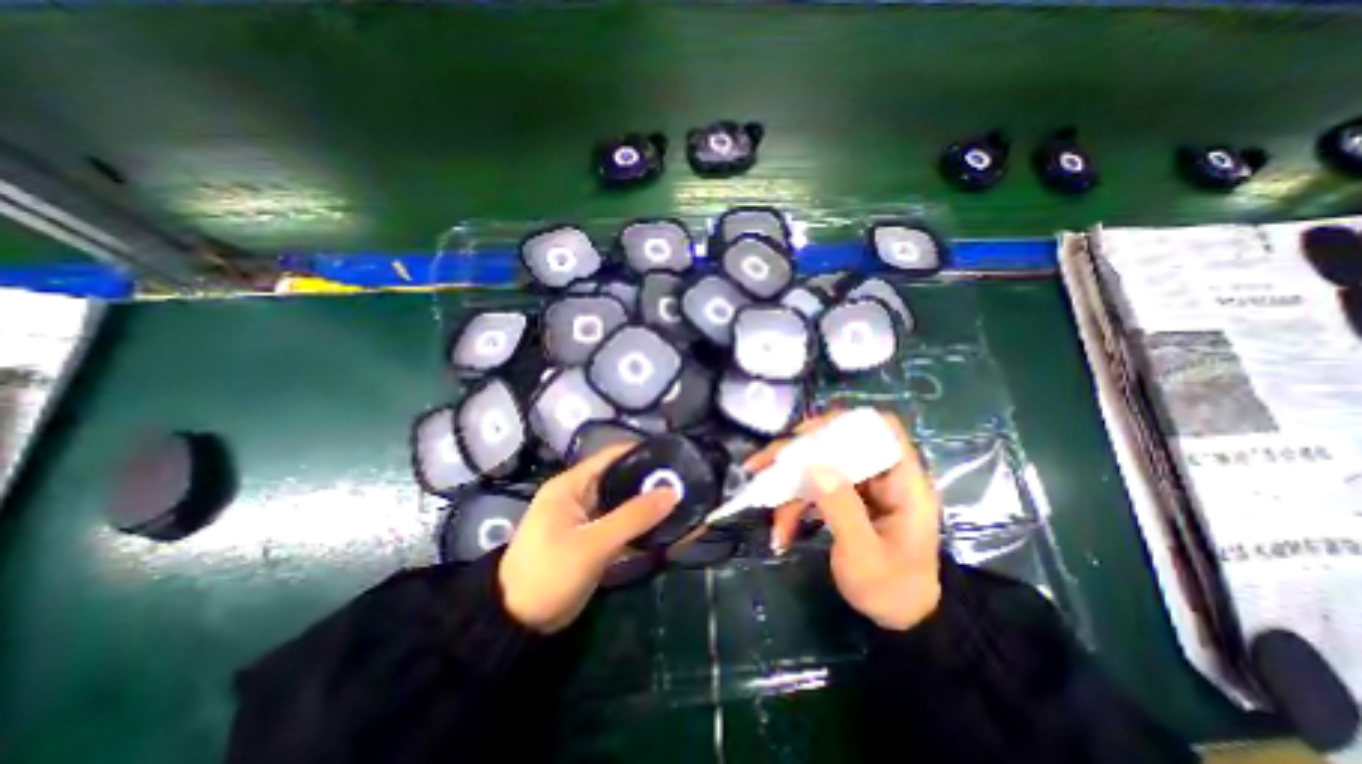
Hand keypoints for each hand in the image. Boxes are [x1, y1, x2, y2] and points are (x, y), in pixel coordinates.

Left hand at [499, 444, 676, 633]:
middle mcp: (581, 496)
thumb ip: (633, 517)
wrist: (518, 624)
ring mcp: (588, 520)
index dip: (641, 453)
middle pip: (622, 480)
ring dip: (649, 507)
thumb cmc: (548, 573)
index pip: (612, 457)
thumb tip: (672, 492)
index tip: (674, 456)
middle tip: (686, 483)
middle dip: (651, 482)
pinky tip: (668, 529)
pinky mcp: (594, 541)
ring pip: (625, 505)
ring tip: (684, 503)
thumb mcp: (592, 544)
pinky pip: (623, 527)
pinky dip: (642, 528)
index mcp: (572, 485)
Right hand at [744, 412, 948, 631]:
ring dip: (790, 487)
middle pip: (837, 444)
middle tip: (762, 465)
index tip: (805, 435)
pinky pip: (816, 488)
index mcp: (903, 482)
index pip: (879, 428)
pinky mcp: (847, 498)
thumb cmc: (892, 590)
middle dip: (797, 455)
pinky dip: (796, 504)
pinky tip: (782, 530)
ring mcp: (863, 487)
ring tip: (774, 522)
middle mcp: (881, 475)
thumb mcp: (864, 555)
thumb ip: (841, 507)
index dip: (844, 423)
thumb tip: (814, 462)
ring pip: (820, 467)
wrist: (902, 620)